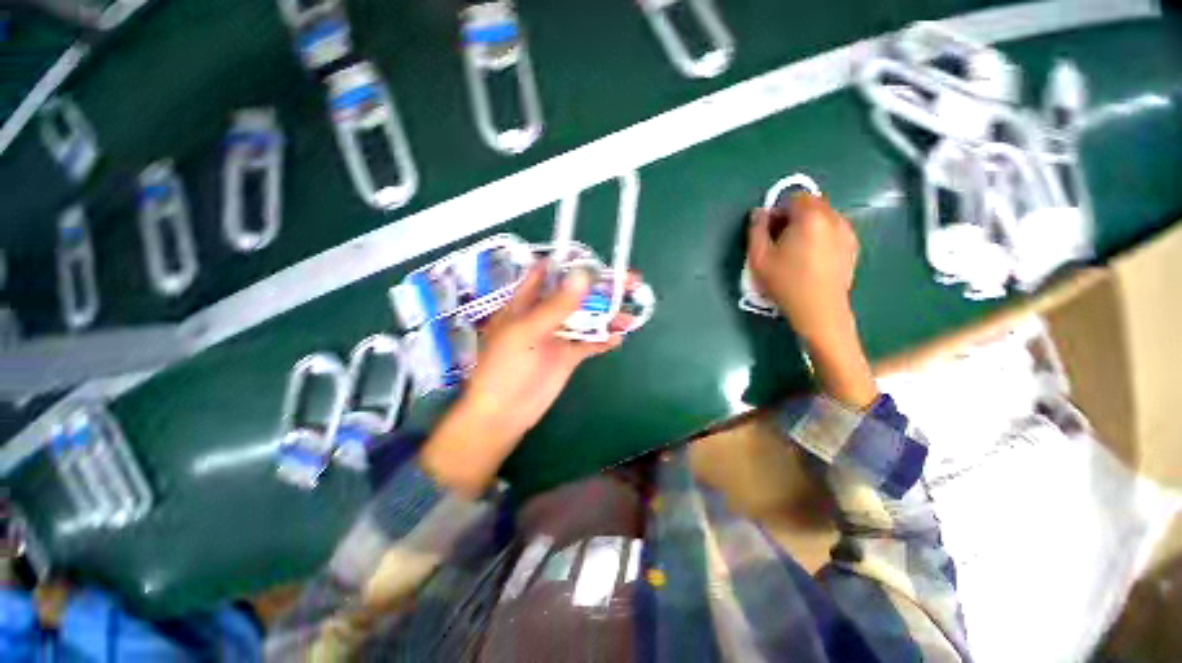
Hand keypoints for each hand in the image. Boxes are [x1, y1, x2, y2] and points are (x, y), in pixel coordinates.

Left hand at [421, 262, 621, 496]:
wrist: (504, 413)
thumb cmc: (505, 367)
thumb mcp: (527, 331)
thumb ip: (556, 306)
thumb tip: (582, 276)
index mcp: (527, 302)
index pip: (550, 273)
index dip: (572, 263)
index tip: (598, 260)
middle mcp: (544, 314)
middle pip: (576, 294)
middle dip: (601, 288)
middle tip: (631, 282)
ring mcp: (558, 336)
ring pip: (586, 318)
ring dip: (608, 315)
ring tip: (631, 314)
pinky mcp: (568, 356)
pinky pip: (589, 343)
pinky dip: (603, 340)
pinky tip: (619, 338)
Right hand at [747, 193, 858, 345]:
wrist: (818, 309)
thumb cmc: (785, 283)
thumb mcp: (759, 258)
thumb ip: (756, 230)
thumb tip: (759, 212)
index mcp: (809, 217)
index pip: (794, 197)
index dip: (778, 210)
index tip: (770, 230)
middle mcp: (833, 218)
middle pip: (812, 204)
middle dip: (794, 215)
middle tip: (781, 239)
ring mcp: (847, 231)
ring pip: (824, 216)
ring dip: (808, 224)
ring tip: (797, 249)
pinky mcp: (853, 245)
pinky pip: (834, 229)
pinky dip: (821, 234)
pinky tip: (812, 257)